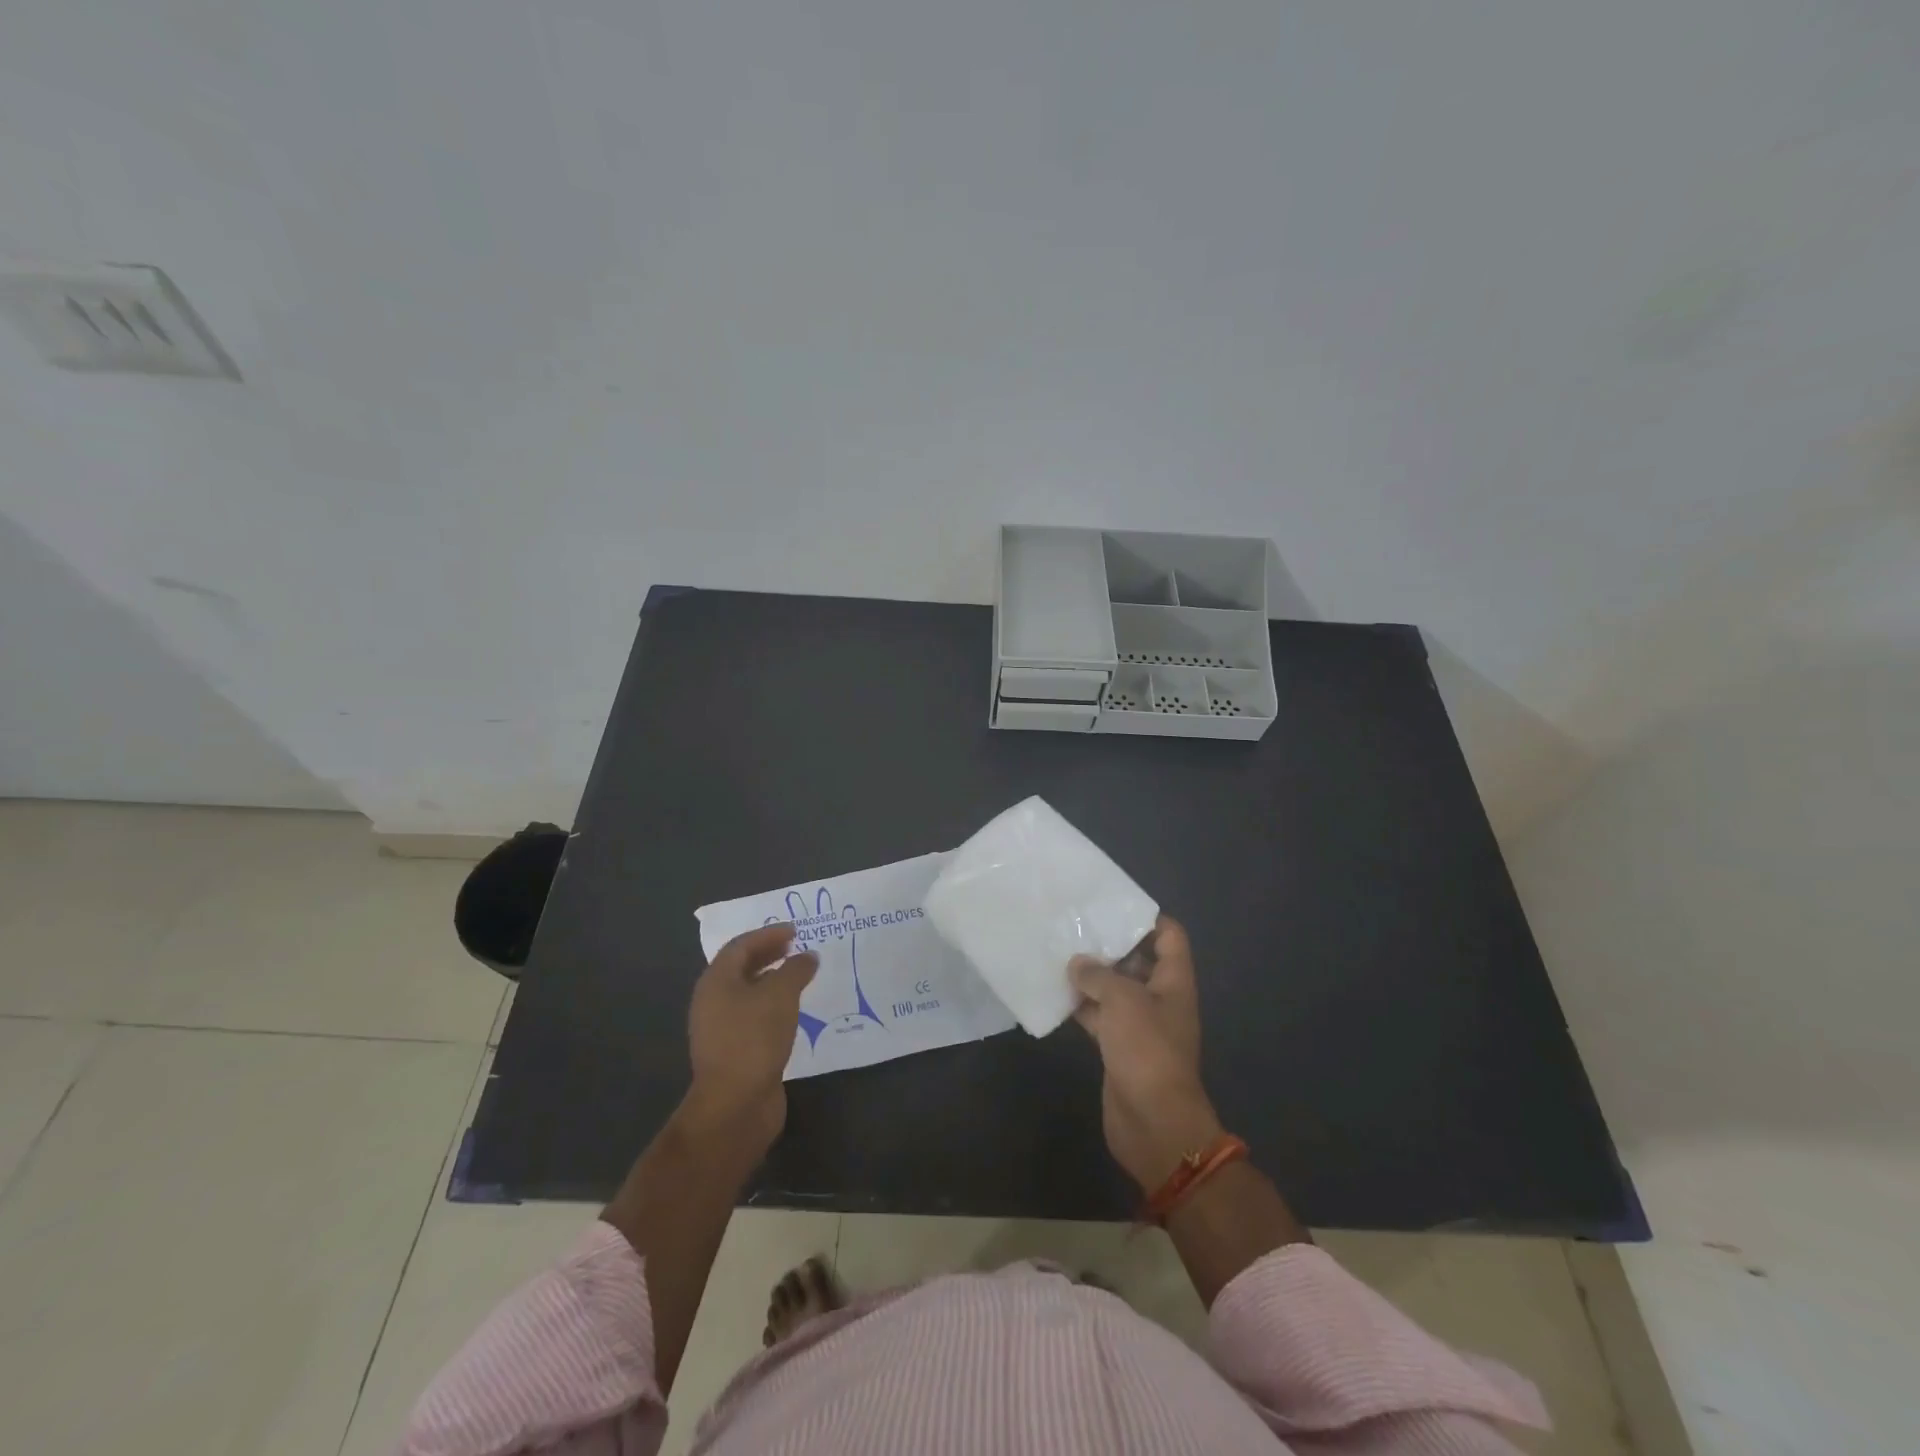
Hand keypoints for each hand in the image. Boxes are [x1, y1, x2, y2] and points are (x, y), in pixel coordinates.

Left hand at [685, 923, 818, 1143]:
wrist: (735, 1104)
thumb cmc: (754, 1038)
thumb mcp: (780, 995)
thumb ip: (795, 970)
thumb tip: (807, 956)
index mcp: (716, 981)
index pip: (740, 946)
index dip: (768, 935)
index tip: (795, 931)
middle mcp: (713, 1001)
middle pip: (741, 968)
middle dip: (769, 955)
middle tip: (796, 949)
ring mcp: (721, 1029)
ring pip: (748, 994)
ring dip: (772, 981)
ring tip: (800, 977)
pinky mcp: (734, 1051)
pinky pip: (754, 1017)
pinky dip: (773, 1006)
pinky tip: (794, 1012)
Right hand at [1071, 916, 1224, 1191]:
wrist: (1153, 1122)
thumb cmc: (1146, 1049)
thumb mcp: (1122, 1000)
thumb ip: (1098, 975)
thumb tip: (1077, 963)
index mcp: (1173, 981)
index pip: (1169, 936)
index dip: (1146, 918)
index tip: (1112, 905)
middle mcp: (1160, 998)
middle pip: (1139, 961)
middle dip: (1110, 946)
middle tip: (1075, 926)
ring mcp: (1140, 1025)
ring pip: (1115, 990)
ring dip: (1091, 977)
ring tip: (1059, 953)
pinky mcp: (1120, 1048)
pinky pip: (1101, 1017)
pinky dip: (1082, 1007)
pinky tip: (1055, 994)